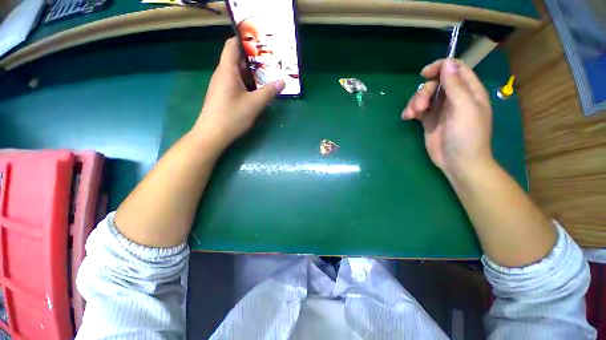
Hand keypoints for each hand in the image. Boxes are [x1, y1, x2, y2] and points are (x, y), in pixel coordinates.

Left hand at [192, 37, 284, 147]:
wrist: (212, 134)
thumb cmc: (232, 116)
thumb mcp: (254, 104)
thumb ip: (269, 91)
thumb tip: (282, 81)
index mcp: (227, 70)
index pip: (233, 44)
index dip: (245, 39)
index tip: (262, 42)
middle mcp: (223, 74)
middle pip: (237, 58)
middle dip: (254, 58)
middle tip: (271, 60)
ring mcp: (222, 85)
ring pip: (238, 72)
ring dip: (252, 72)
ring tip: (269, 74)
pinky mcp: (224, 95)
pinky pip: (237, 83)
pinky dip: (248, 82)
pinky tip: (258, 89)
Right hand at [402, 59, 492, 175]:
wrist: (458, 162)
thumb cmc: (467, 136)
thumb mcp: (464, 109)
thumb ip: (456, 86)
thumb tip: (447, 63)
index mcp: (469, 91)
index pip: (456, 69)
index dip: (441, 67)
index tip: (424, 74)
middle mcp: (454, 97)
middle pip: (435, 83)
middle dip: (423, 92)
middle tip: (419, 107)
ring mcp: (440, 109)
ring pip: (424, 96)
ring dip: (414, 102)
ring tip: (411, 115)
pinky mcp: (429, 120)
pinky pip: (418, 109)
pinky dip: (410, 111)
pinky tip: (407, 117)